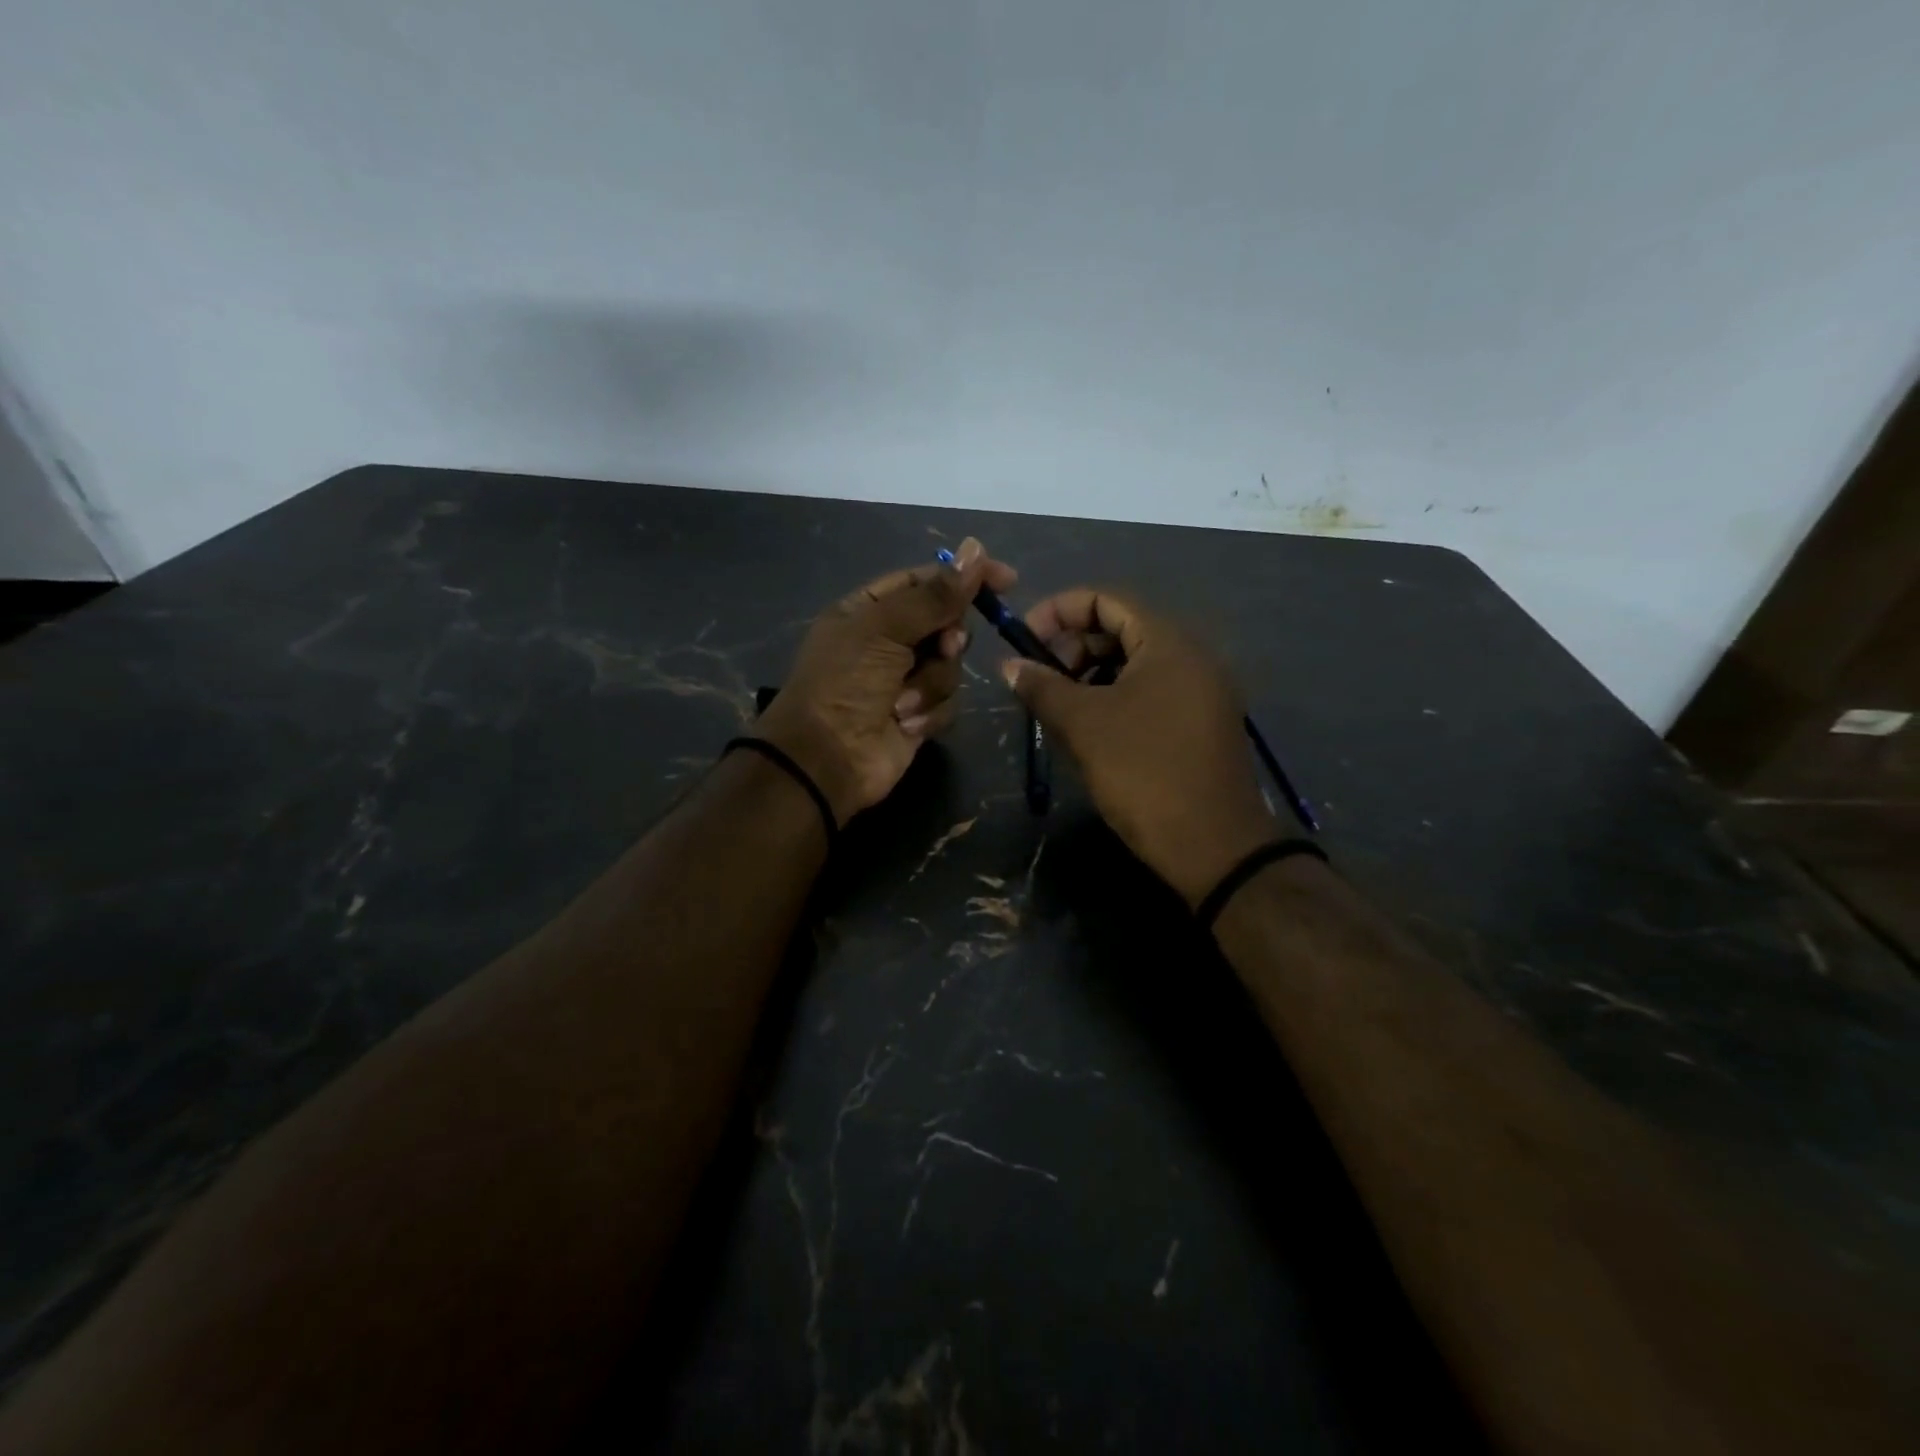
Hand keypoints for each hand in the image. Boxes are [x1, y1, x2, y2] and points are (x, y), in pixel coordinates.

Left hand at [757, 538, 1014, 824]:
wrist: (827, 759)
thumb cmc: (844, 683)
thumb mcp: (884, 629)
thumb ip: (934, 595)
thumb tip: (976, 549)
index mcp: (869, 610)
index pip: (924, 580)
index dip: (963, 577)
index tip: (1005, 581)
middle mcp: (888, 641)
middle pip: (945, 623)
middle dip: (948, 639)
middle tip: (944, 647)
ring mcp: (904, 680)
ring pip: (950, 666)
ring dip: (931, 684)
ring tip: (902, 702)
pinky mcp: (919, 715)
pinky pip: (947, 702)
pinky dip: (928, 713)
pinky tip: (905, 725)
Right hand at [1002, 589, 1278, 906]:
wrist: (1213, 846)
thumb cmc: (1144, 773)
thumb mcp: (1084, 725)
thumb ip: (1042, 687)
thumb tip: (1009, 665)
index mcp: (1168, 642)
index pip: (1106, 599)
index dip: (1057, 611)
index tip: (1023, 641)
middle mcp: (1191, 655)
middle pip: (1120, 628)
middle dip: (1071, 646)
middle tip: (1039, 680)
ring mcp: (1200, 690)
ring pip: (1134, 663)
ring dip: (1090, 674)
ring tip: (1058, 707)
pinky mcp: (1200, 723)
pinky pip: (1150, 691)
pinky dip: (1114, 697)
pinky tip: (1089, 728)